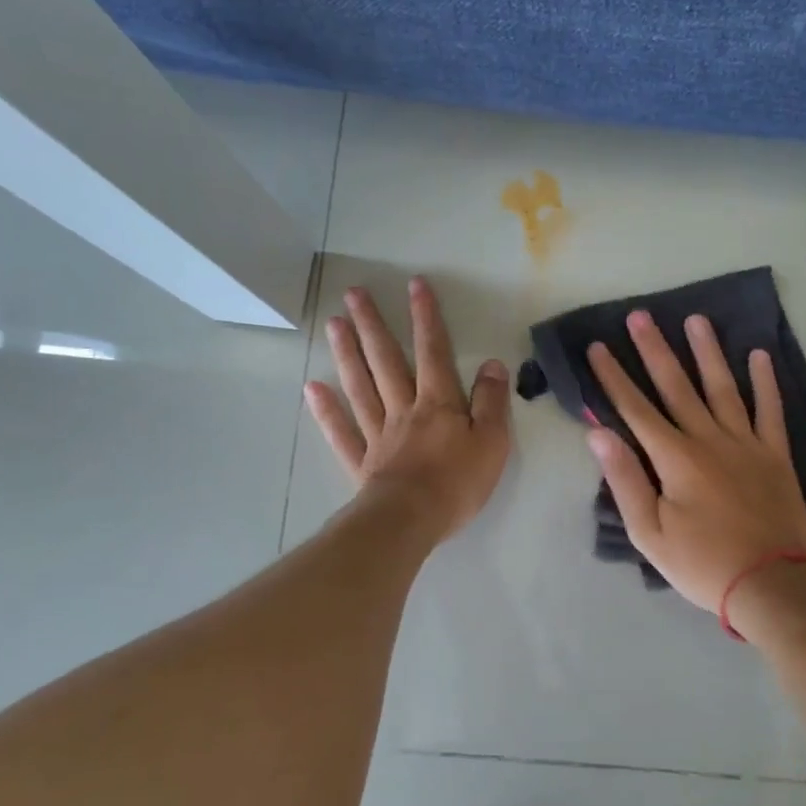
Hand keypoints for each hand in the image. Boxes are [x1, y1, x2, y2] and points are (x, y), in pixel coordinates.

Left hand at [305, 278, 511, 540]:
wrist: (412, 520)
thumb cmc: (458, 482)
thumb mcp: (492, 441)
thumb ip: (492, 401)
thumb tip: (492, 364)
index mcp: (438, 403)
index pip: (433, 352)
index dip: (426, 318)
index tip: (414, 285)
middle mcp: (404, 409)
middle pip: (386, 361)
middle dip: (373, 325)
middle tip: (353, 294)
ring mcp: (378, 434)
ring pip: (360, 386)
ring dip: (347, 354)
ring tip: (333, 324)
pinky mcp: (362, 462)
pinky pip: (341, 431)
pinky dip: (326, 410)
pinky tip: (312, 388)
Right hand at [585, 310, 805, 611]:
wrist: (771, 584)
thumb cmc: (702, 563)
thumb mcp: (650, 533)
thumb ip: (625, 479)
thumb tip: (598, 434)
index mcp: (675, 458)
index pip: (636, 409)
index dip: (614, 377)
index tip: (599, 346)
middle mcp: (709, 439)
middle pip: (677, 387)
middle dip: (654, 350)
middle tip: (640, 316)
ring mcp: (747, 443)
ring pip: (723, 388)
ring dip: (707, 352)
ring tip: (695, 319)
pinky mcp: (776, 455)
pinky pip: (770, 410)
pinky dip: (766, 383)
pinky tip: (759, 355)